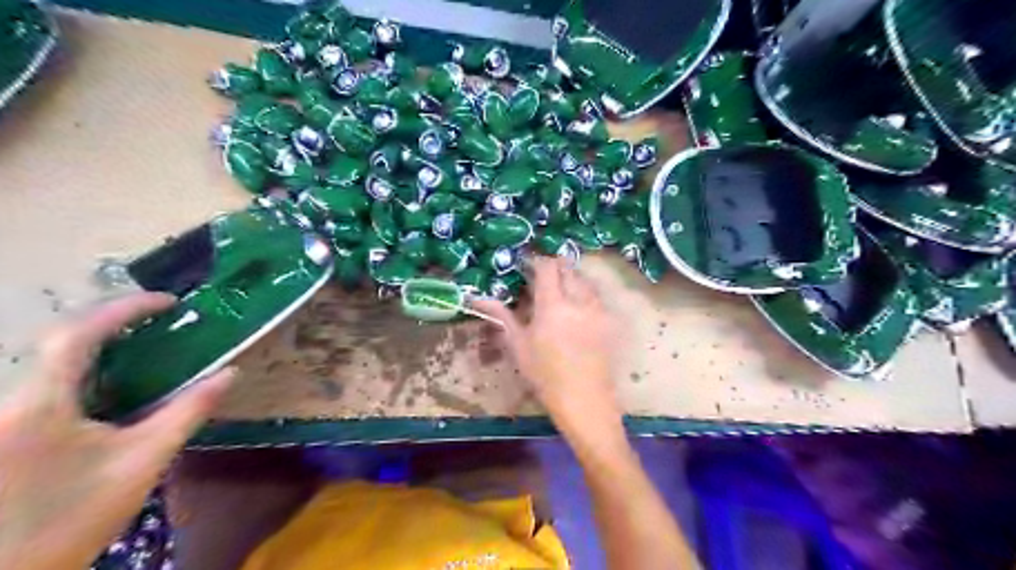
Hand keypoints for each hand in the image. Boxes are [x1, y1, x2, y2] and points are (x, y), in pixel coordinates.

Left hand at [0, 295, 231, 569]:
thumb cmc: (73, 518)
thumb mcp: (142, 461)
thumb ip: (187, 411)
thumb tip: (229, 373)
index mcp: (37, 406)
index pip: (76, 335)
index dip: (124, 309)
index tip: (171, 303)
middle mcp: (8, 401)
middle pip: (56, 340)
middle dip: (110, 321)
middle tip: (159, 319)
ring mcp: (1, 416)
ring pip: (46, 361)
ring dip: (96, 343)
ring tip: (143, 340)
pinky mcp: (4, 431)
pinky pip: (43, 383)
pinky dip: (82, 369)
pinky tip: (111, 381)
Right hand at [477, 257, 627, 439]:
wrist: (584, 400)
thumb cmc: (545, 375)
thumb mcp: (518, 346)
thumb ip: (502, 316)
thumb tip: (478, 299)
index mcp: (553, 304)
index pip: (547, 267)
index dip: (536, 261)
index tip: (526, 266)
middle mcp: (578, 300)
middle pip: (568, 269)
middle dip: (554, 267)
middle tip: (540, 279)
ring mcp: (597, 310)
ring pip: (585, 280)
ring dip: (571, 278)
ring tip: (558, 291)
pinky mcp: (609, 321)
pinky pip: (596, 296)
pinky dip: (585, 293)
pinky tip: (576, 308)